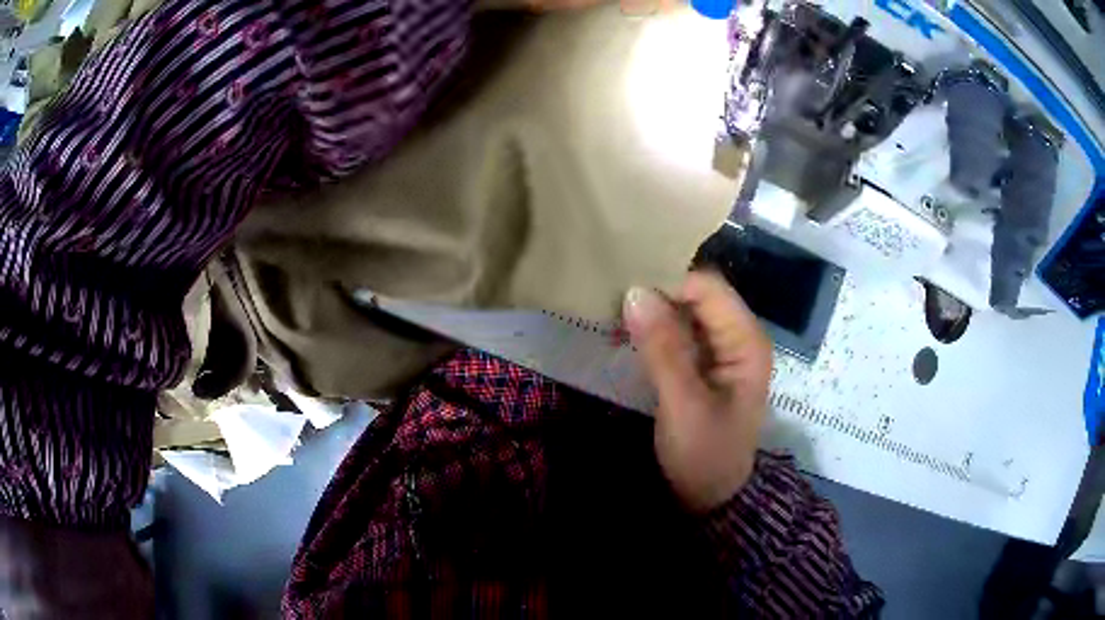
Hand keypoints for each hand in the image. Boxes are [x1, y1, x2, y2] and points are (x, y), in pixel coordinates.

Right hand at [623, 271, 771, 511]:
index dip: (668, 286)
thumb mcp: (683, 403)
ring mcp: (722, 351)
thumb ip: (663, 348)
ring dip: (651, 316)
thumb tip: (636, 291)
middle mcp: (738, 337)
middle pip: (696, 296)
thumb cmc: (704, 455)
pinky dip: (653, 333)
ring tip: (614, 323)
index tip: (625, 299)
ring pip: (684, 314)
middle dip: (657, 298)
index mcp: (746, 341)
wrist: (710, 501)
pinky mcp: (704, 366)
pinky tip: (627, 339)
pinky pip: (678, 335)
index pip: (707, 287)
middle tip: (613, 310)